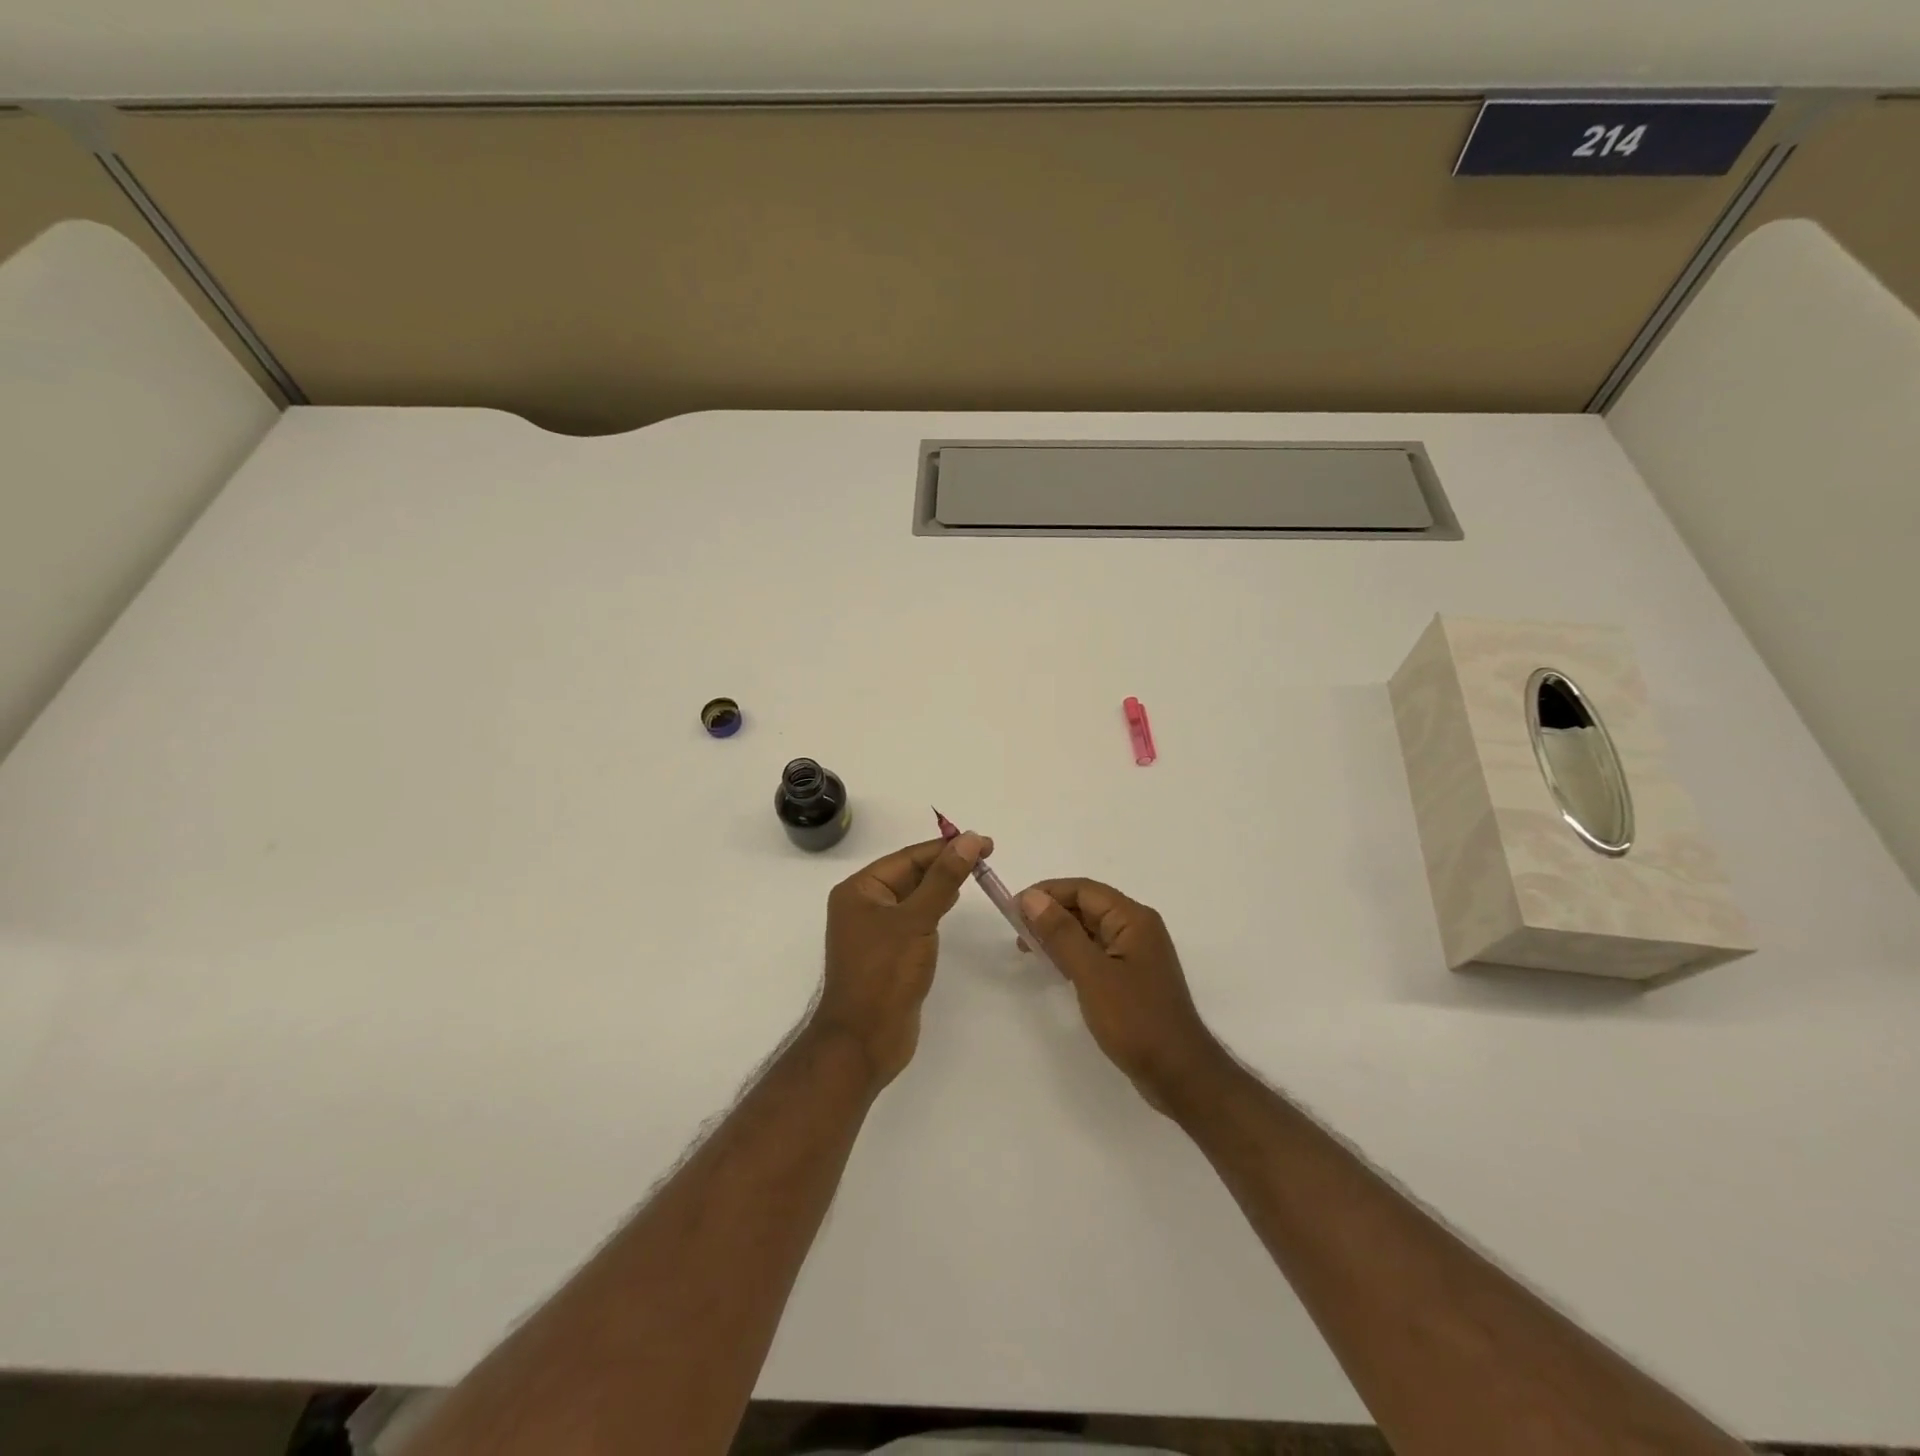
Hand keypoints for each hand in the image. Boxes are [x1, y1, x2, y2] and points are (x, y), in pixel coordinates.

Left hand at [812, 833, 989, 1089]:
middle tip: (985, 854)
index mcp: (859, 890)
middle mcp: (863, 905)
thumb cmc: (885, 974)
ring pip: (913, 896)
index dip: (946, 847)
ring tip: (976, 871)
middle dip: (945, 863)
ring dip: (941, 884)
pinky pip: (913, 919)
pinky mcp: (888, 953)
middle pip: (909, 874)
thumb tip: (967, 840)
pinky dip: (933, 907)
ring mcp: (874, 930)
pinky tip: (952, 903)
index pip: (908, 857)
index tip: (982, 841)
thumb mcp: (917, 920)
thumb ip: (943, 879)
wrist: (864, 1040)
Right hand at [1017, 879, 1228, 1113]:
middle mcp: (1137, 928)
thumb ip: (1061, 933)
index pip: (1083, 890)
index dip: (1047, 893)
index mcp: (1133, 919)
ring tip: (1029, 949)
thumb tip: (1031, 897)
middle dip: (1051, 913)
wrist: (1179, 1074)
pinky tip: (1055, 967)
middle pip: (1087, 906)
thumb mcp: (1092, 974)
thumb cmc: (1136, 1020)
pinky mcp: (1132, 977)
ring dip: (1059, 934)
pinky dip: (1073, 953)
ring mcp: (1136, 954)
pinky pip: (1096, 952)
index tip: (1013, 909)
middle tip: (1017, 933)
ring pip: (1090, 930)